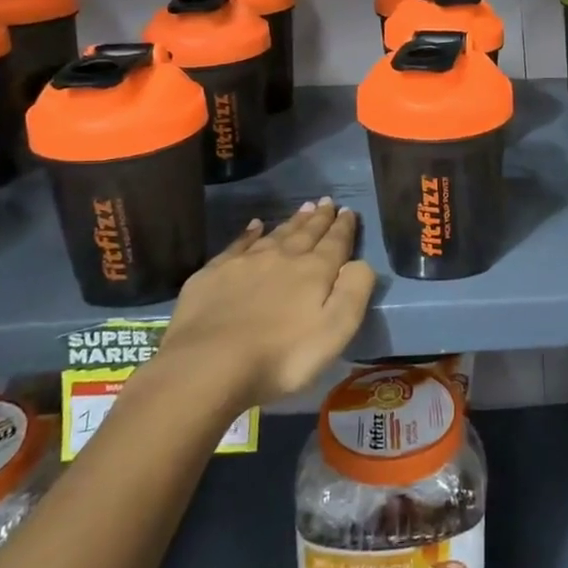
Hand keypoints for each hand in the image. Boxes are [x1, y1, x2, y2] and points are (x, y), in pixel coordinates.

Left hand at [156, 199, 375, 405]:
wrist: (208, 366)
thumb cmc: (281, 357)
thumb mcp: (335, 332)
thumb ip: (353, 292)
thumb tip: (360, 262)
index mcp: (314, 271)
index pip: (335, 243)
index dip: (344, 227)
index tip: (349, 211)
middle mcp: (282, 258)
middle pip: (306, 233)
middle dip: (319, 218)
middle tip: (326, 202)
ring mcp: (245, 263)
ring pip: (276, 234)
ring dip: (292, 222)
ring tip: (303, 208)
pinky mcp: (213, 274)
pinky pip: (238, 244)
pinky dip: (249, 233)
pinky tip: (255, 225)